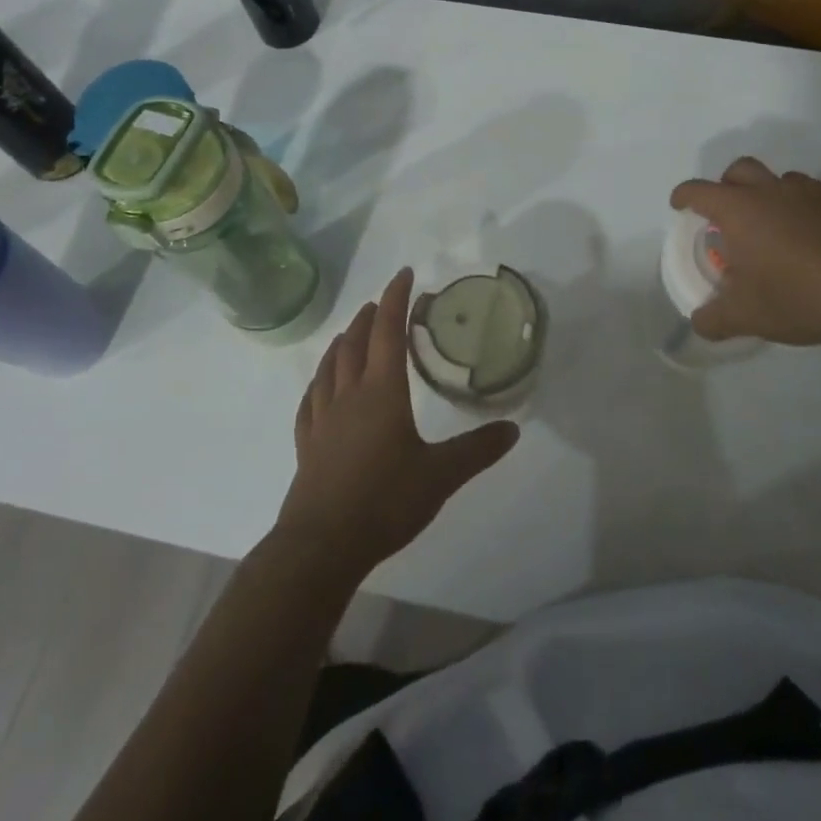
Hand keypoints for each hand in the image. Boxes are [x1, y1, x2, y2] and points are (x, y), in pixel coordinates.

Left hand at [276, 269, 519, 577]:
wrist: (322, 545)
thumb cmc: (385, 501)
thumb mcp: (441, 476)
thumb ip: (478, 450)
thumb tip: (513, 430)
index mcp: (382, 392)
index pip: (389, 332)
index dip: (396, 299)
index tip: (404, 274)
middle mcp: (349, 395)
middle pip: (356, 342)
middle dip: (370, 316)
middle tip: (381, 302)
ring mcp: (323, 419)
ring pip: (330, 366)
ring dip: (343, 342)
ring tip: (351, 332)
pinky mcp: (307, 443)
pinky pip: (311, 399)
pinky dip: (319, 381)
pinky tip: (320, 386)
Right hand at [669, 157, 820, 347]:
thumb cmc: (797, 298)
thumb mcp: (745, 317)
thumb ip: (713, 318)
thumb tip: (700, 321)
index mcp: (739, 210)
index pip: (698, 191)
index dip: (684, 196)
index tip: (681, 206)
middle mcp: (772, 190)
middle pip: (739, 169)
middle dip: (727, 185)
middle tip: (728, 214)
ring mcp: (812, 191)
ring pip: (781, 180)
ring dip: (771, 197)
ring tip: (777, 231)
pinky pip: (817, 195)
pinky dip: (807, 210)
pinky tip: (817, 239)